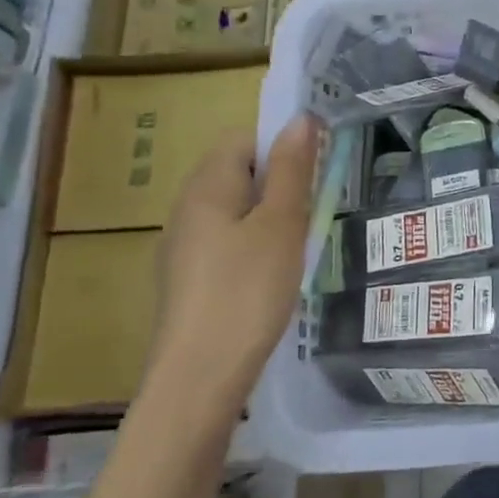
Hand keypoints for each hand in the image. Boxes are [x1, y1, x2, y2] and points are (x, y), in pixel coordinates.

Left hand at [152, 117, 320, 405]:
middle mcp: (186, 208)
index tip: (316, 171)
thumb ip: (291, 169)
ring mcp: (183, 247)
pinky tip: (273, 277)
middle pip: (237, 173)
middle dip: (280, 182)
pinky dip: (254, 246)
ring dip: (270, 216)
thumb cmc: (246, 291)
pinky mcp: (188, 280)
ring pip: (234, 210)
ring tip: (300, 245)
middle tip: (313, 210)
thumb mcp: (281, 224)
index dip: (281, 144)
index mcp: (206, 186)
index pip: (243, 138)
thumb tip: (299, 118)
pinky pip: (226, 242)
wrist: (198, 379)